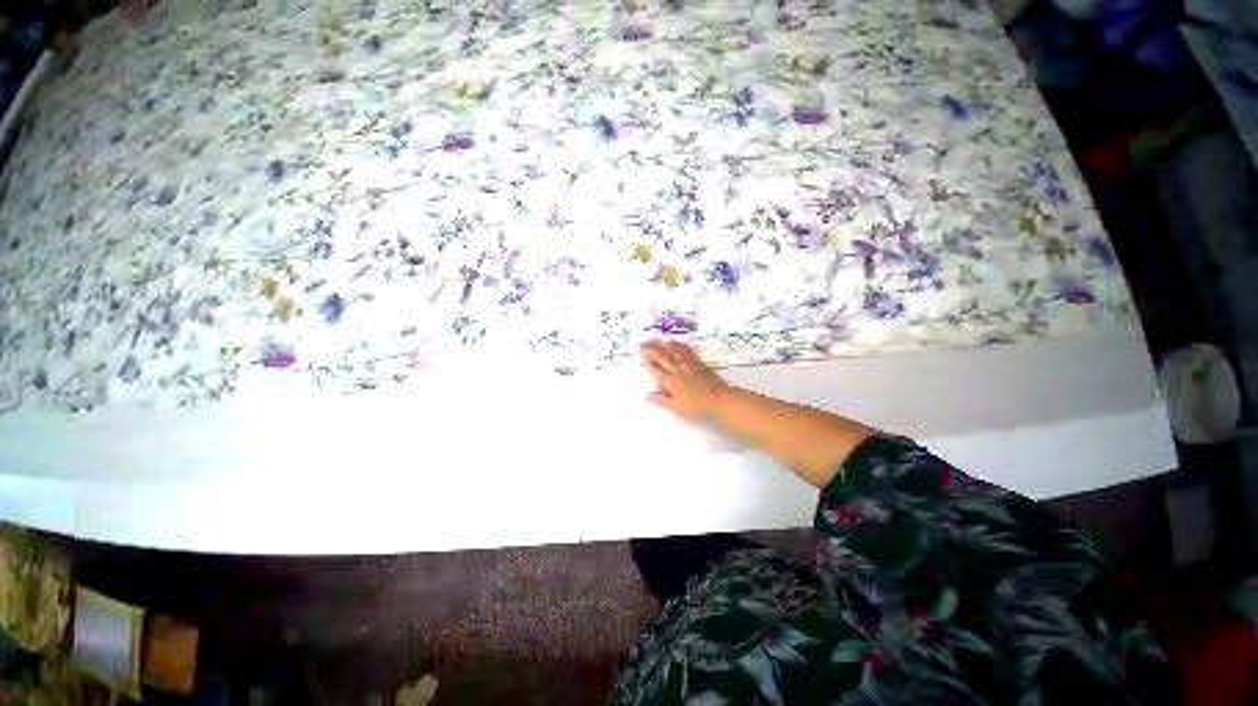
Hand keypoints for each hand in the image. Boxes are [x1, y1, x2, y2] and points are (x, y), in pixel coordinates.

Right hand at [640, 340, 730, 419]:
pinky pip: (686, 350)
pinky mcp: (699, 363)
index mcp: (671, 381)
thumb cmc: (699, 406)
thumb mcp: (677, 408)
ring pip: (673, 350)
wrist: (720, 399)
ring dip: (663, 344)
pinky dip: (679, 344)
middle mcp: (679, 370)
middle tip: (642, 345)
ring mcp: (689, 364)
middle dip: (650, 349)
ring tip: (656, 340)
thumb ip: (662, 400)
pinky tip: (676, 342)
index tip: (642, 360)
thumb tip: (650, 396)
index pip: (656, 370)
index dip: (647, 364)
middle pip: (662, 356)